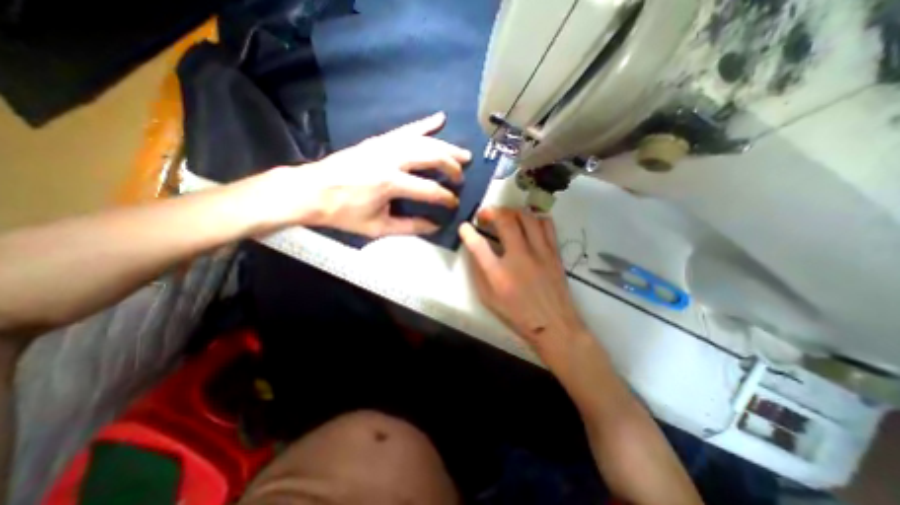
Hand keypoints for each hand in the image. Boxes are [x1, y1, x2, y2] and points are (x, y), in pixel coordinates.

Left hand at [265, 110, 472, 236]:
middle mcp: (390, 159)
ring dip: (446, 147)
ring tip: (463, 154)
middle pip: (431, 157)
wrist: (311, 191)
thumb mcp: (378, 227)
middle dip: (451, 167)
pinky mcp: (378, 140)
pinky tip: (439, 118)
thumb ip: (410, 227)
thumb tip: (435, 226)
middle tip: (461, 177)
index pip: (429, 189)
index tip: (453, 204)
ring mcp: (384, 145)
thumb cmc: (343, 213)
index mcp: (389, 183)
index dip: (445, 198)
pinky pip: (406, 129)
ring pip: (423, 141)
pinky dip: (424, 124)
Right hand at [457, 207, 591, 359]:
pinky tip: (528, 225)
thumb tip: (474, 250)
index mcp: (498, 274)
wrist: (554, 324)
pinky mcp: (554, 252)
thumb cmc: (518, 314)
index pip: (478, 244)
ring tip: (506, 218)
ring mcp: (540, 251)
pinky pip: (546, 224)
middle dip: (491, 212)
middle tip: (485, 217)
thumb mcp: (489, 299)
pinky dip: (534, 218)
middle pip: (505, 220)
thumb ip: (479, 272)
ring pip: (527, 216)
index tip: (464, 226)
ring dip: (512, 212)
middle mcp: (519, 257)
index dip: (467, 232)